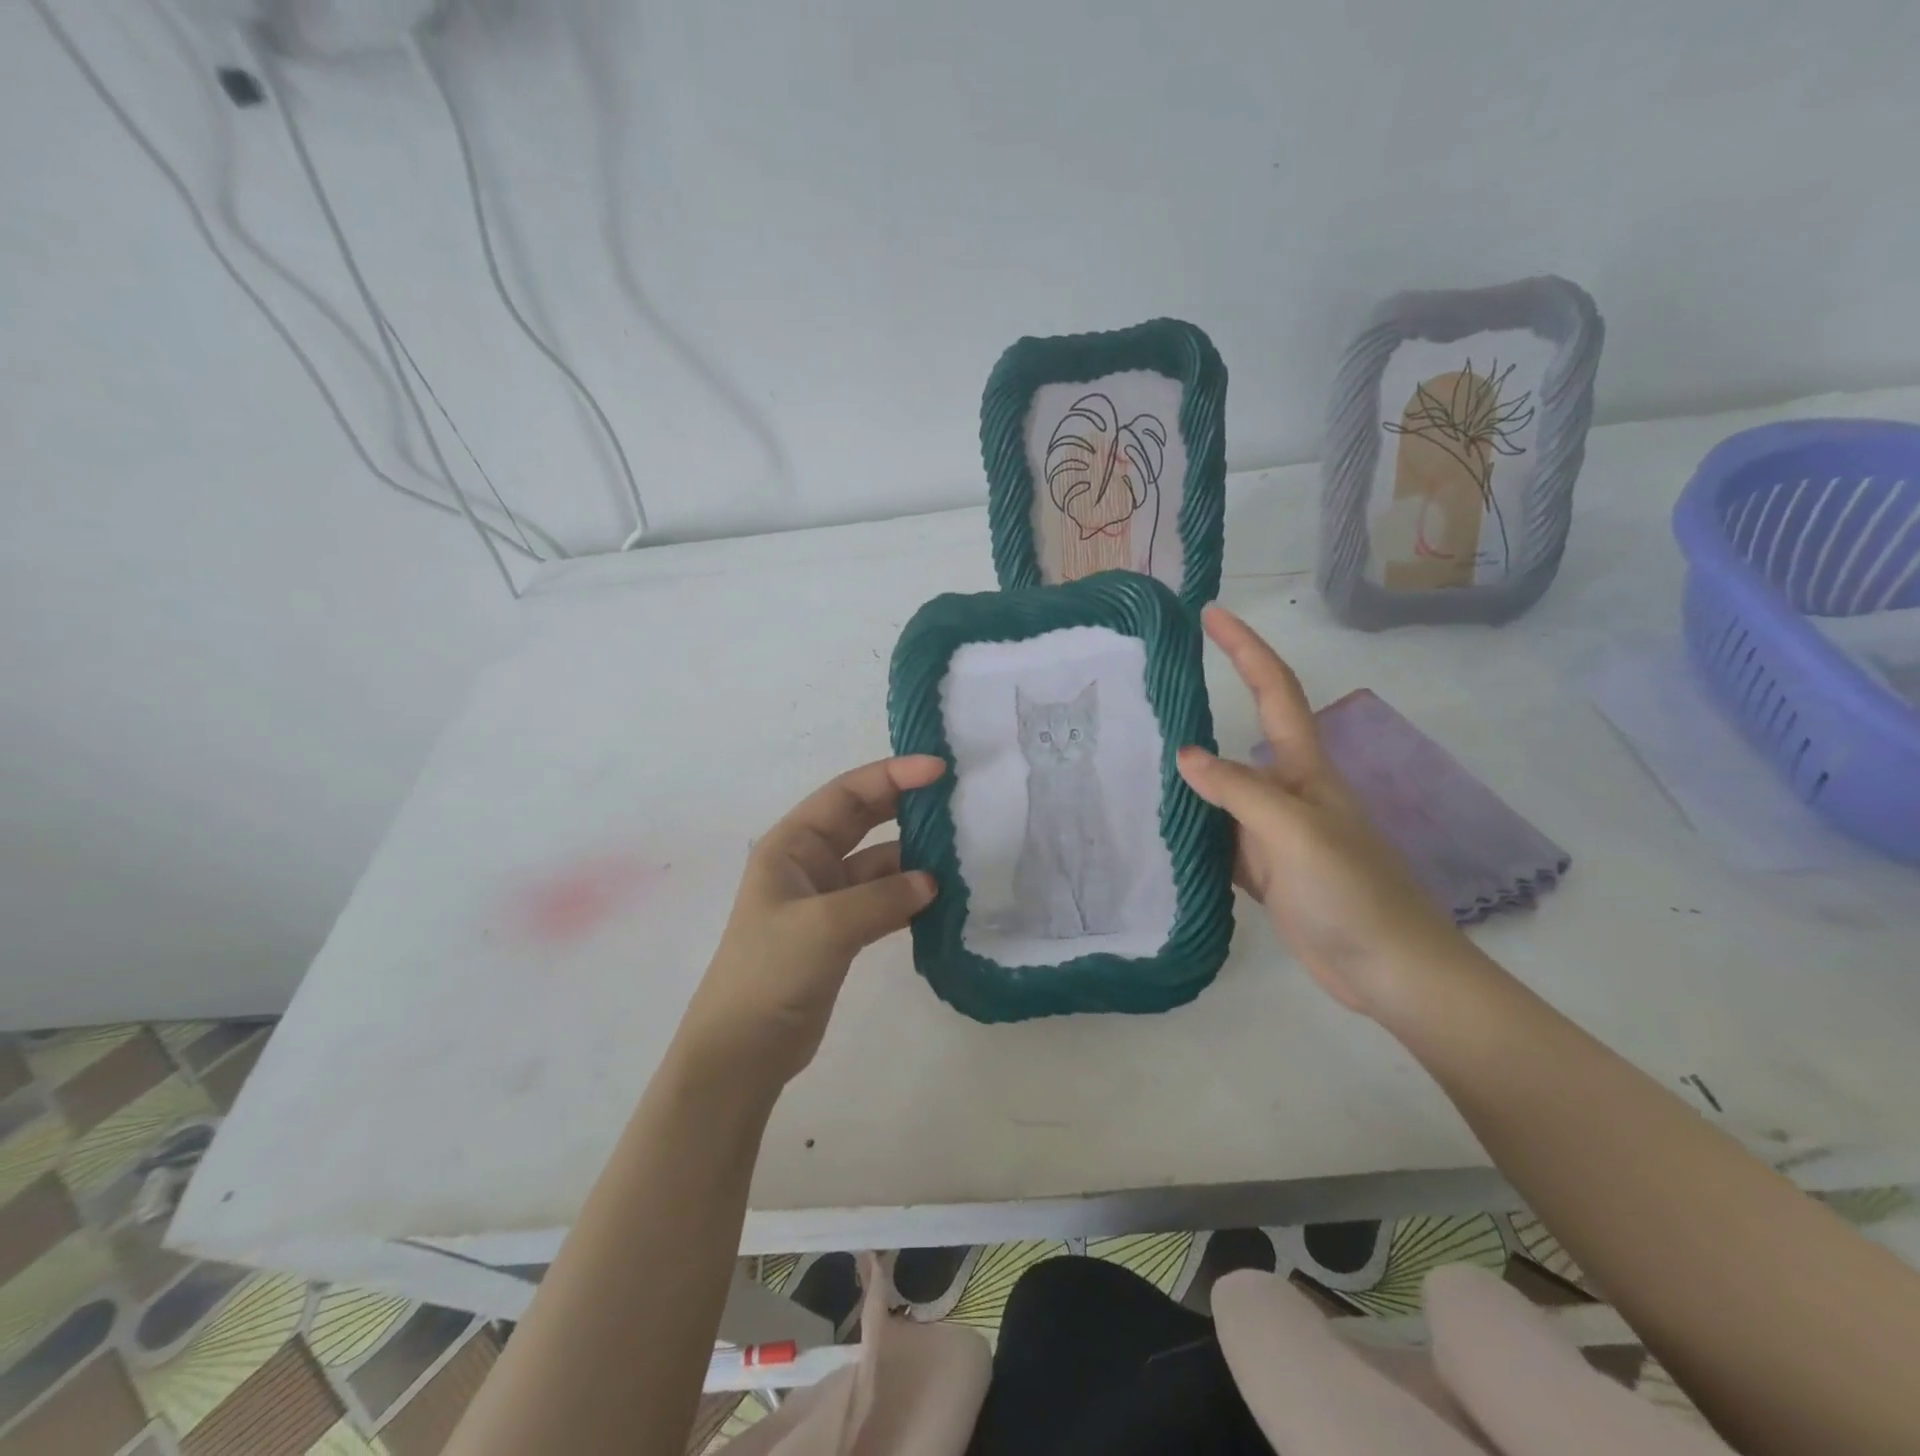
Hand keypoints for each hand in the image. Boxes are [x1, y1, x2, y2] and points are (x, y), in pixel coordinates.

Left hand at [675, 756, 943, 1085]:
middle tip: (956, 800)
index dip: (891, 776)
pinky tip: (943, 901)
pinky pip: (883, 901)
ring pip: (879, 864)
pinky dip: (910, 899)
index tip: (939, 770)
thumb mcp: (825, 926)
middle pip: (864, 820)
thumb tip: (933, 881)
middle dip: (906, 806)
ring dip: (915, 860)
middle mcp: (808, 863)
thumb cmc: (770, 972)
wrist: (742, 1050)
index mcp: (791, 845)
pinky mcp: (842, 933)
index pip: (846, 794)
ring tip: (961, 856)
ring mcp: (826, 899)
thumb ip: (882, 897)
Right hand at [1176, 607, 1472, 1017]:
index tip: (1210, 614)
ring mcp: (1273, 833)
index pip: (1274, 692)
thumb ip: (1240, 790)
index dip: (1245, 648)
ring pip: (1221, 790)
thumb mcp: (1296, 831)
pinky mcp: (1263, 870)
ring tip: (1134, 756)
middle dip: (1208, 700)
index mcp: (1305, 769)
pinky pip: (1215, 836)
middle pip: (1242, 735)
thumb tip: (1185, 755)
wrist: (1389, 970)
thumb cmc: (1352, 891)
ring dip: (1186, 772)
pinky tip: (1156, 825)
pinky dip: (1188, 826)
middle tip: (1150, 688)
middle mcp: (1287, 792)